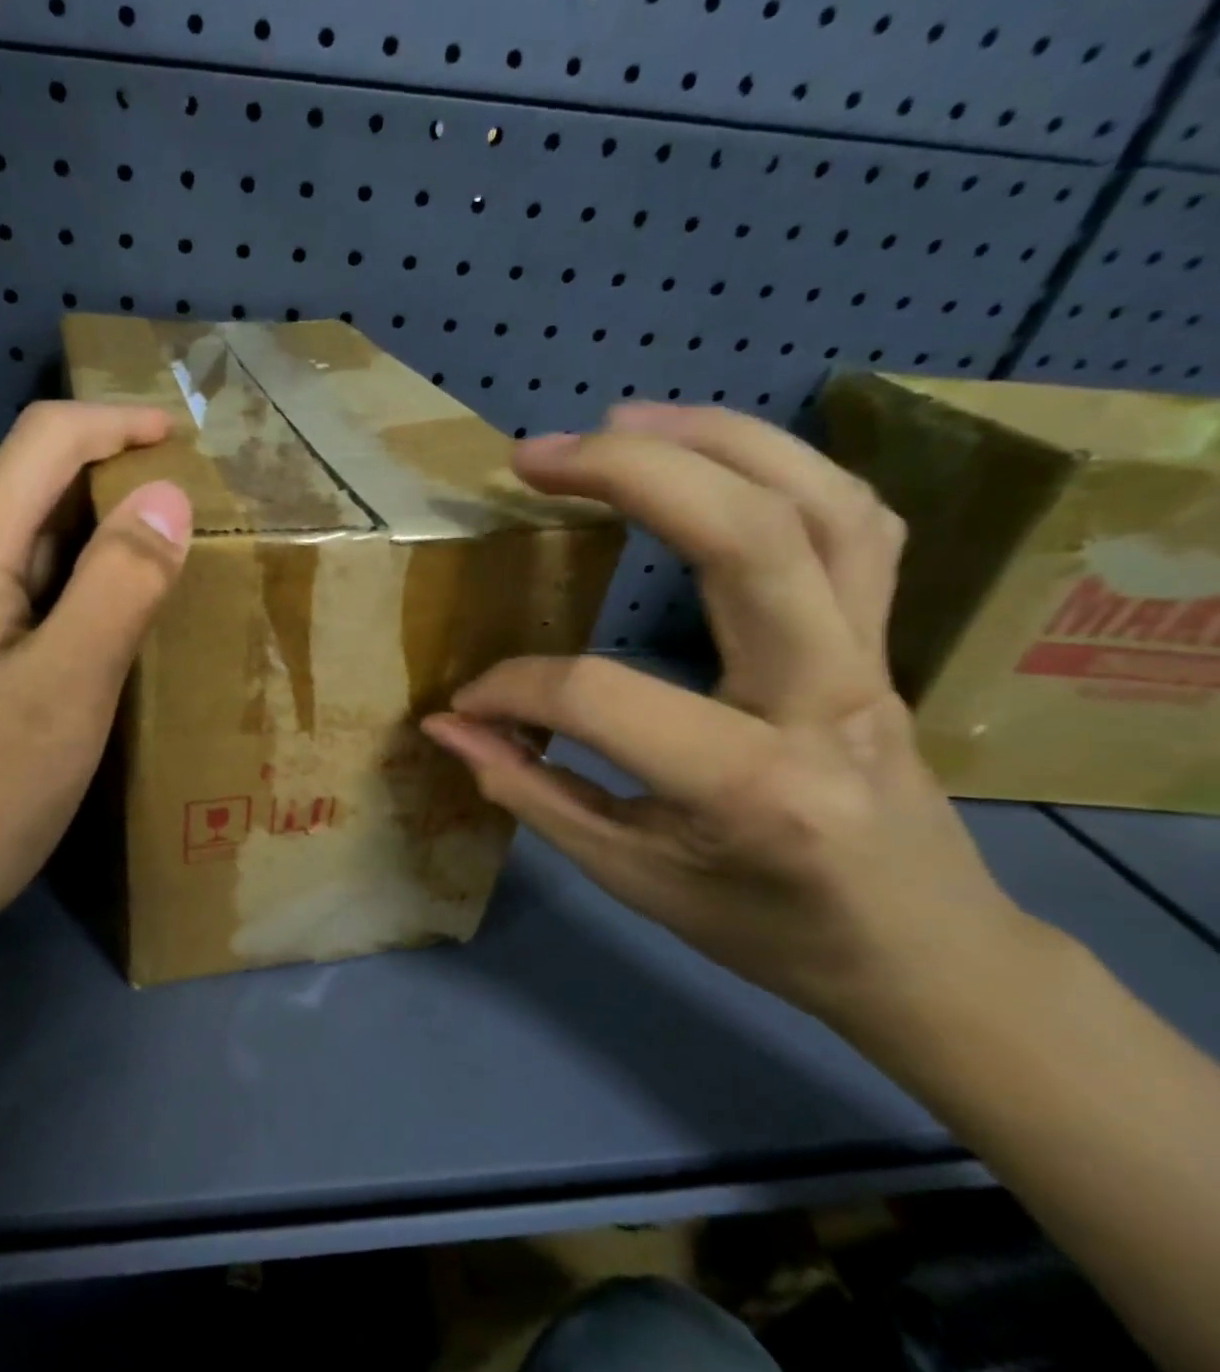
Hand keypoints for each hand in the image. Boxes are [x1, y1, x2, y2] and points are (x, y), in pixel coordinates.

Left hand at [0, 402, 190, 990]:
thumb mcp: (64, 692)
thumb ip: (118, 587)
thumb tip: (165, 495)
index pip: (42, 444)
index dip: (115, 424)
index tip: (177, 434)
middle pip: (22, 512)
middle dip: (103, 516)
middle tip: (174, 553)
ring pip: (2, 576)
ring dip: (69, 579)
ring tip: (127, 626)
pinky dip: (35, 624)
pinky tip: (53, 681)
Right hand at [423, 402, 1028, 1031]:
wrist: (923, 951)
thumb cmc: (768, 928)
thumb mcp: (632, 877)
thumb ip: (532, 791)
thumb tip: (448, 724)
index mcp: (754, 787)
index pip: (602, 697)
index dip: (513, 688)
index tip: (468, 700)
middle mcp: (826, 700)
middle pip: (749, 539)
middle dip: (632, 474)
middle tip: (534, 455)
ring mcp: (873, 656)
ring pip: (821, 504)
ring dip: (716, 440)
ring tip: (618, 419)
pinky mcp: (886, 636)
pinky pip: (853, 521)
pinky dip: (780, 467)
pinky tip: (709, 455)